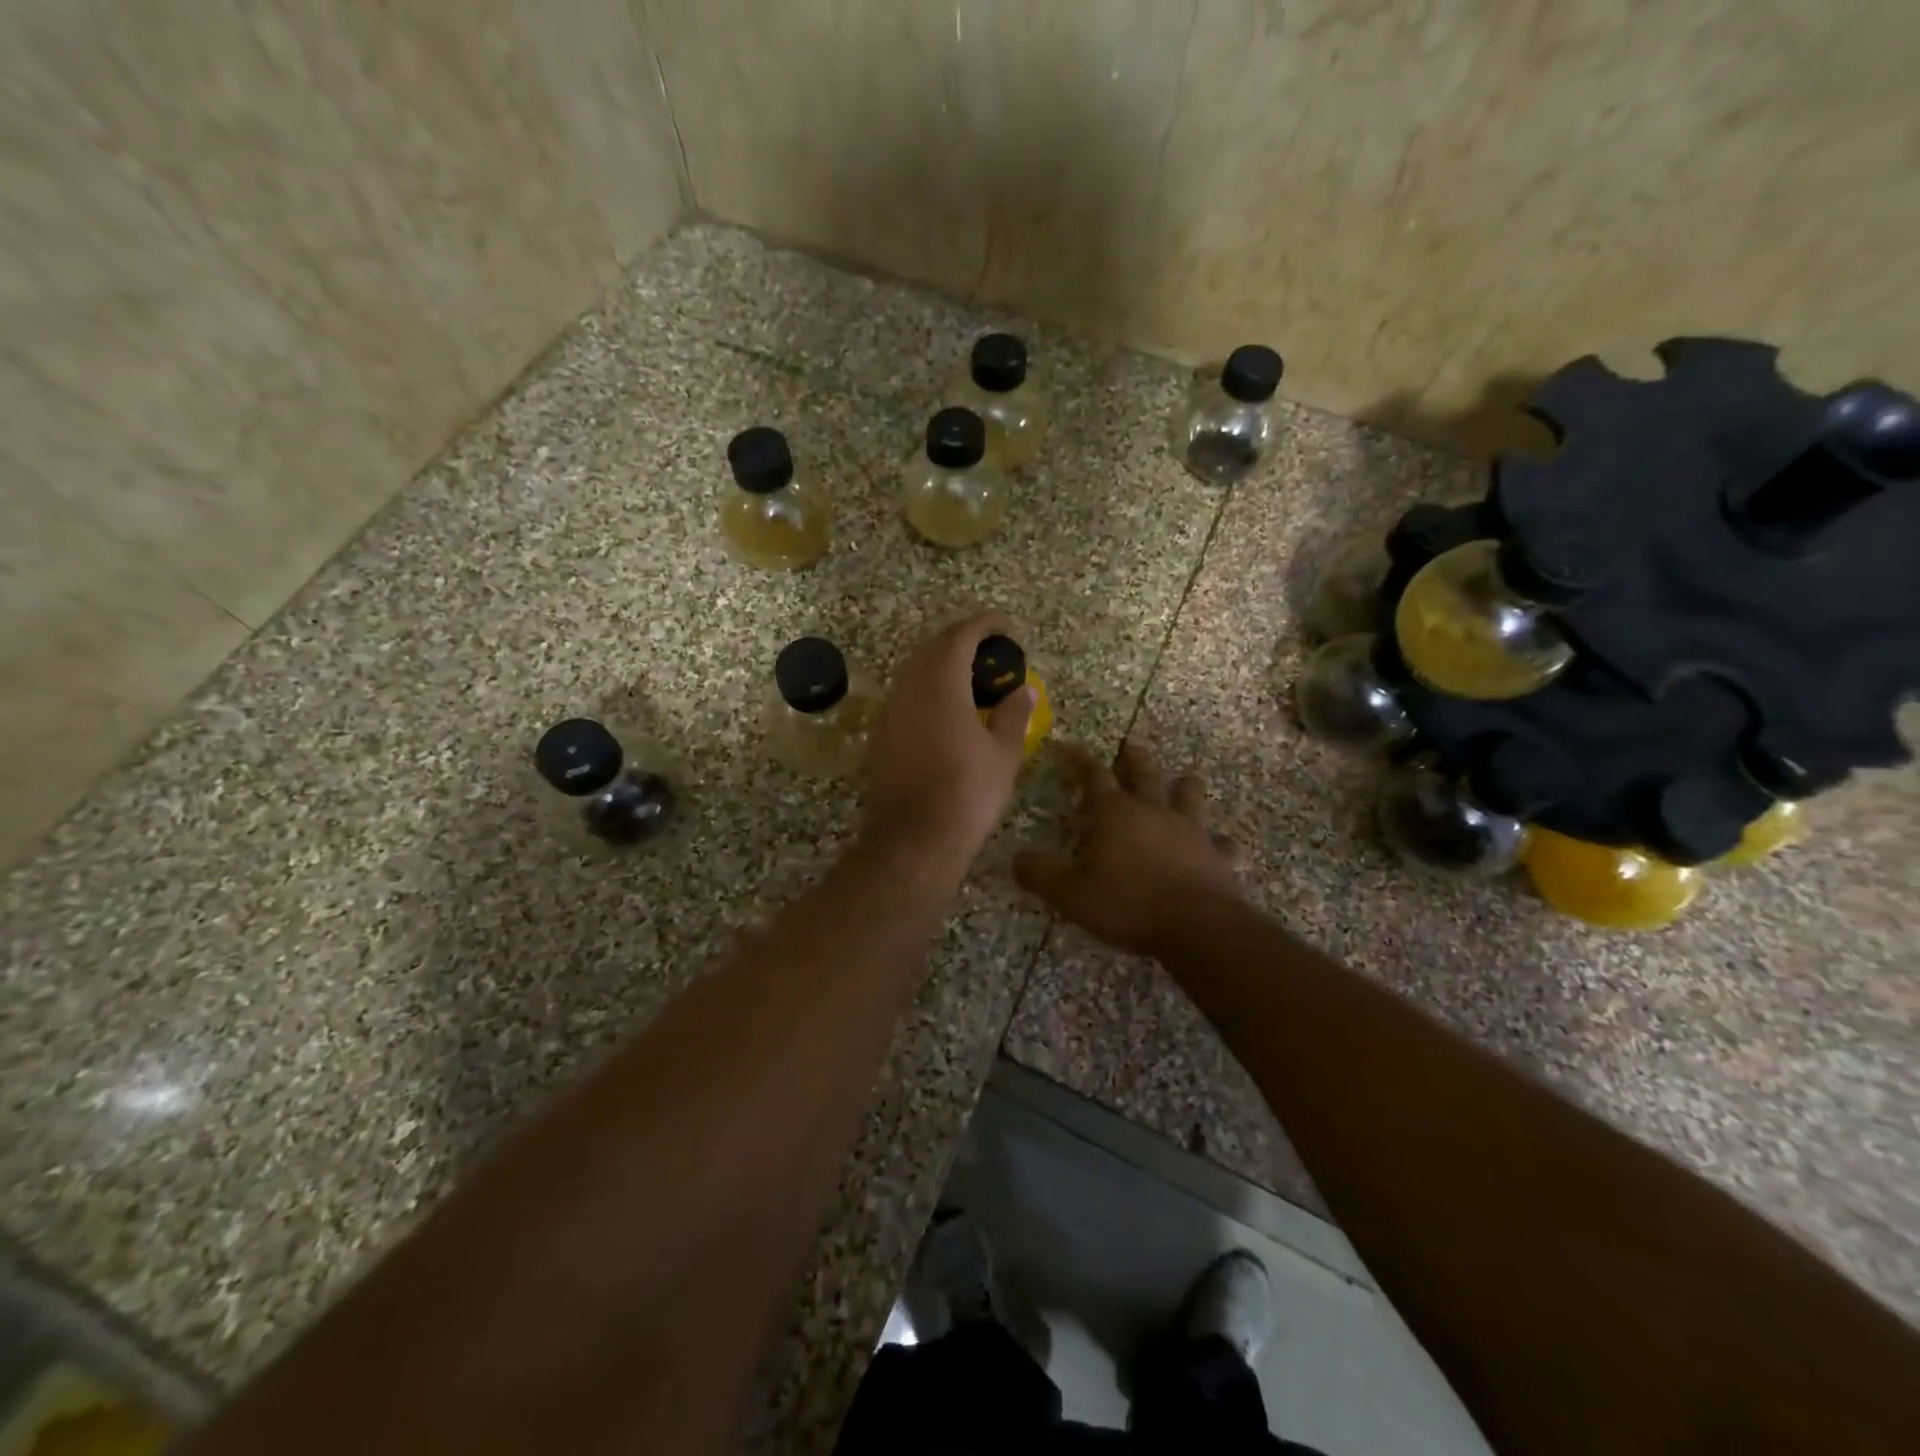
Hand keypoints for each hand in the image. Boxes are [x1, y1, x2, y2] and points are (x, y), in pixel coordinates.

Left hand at [863, 612, 1034, 864]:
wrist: (915, 838)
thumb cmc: (967, 793)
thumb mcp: (1003, 754)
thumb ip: (1013, 715)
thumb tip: (1024, 691)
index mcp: (941, 684)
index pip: (960, 636)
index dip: (983, 625)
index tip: (1004, 626)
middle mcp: (909, 688)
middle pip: (932, 647)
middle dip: (961, 640)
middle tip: (989, 651)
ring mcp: (890, 711)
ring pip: (914, 670)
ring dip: (940, 663)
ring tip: (969, 676)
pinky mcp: (880, 734)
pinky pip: (904, 694)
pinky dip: (926, 688)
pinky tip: (944, 708)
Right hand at [1015, 740, 1238, 955]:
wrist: (1195, 925)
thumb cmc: (1126, 903)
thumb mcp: (1069, 893)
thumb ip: (1040, 873)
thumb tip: (1016, 859)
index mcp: (1114, 813)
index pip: (1091, 775)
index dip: (1077, 758)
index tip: (1065, 746)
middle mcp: (1152, 811)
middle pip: (1143, 774)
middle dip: (1133, 758)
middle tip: (1130, 746)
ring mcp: (1190, 830)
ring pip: (1189, 796)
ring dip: (1184, 787)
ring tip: (1184, 781)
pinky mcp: (1216, 855)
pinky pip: (1222, 843)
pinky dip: (1219, 842)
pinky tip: (1222, 845)